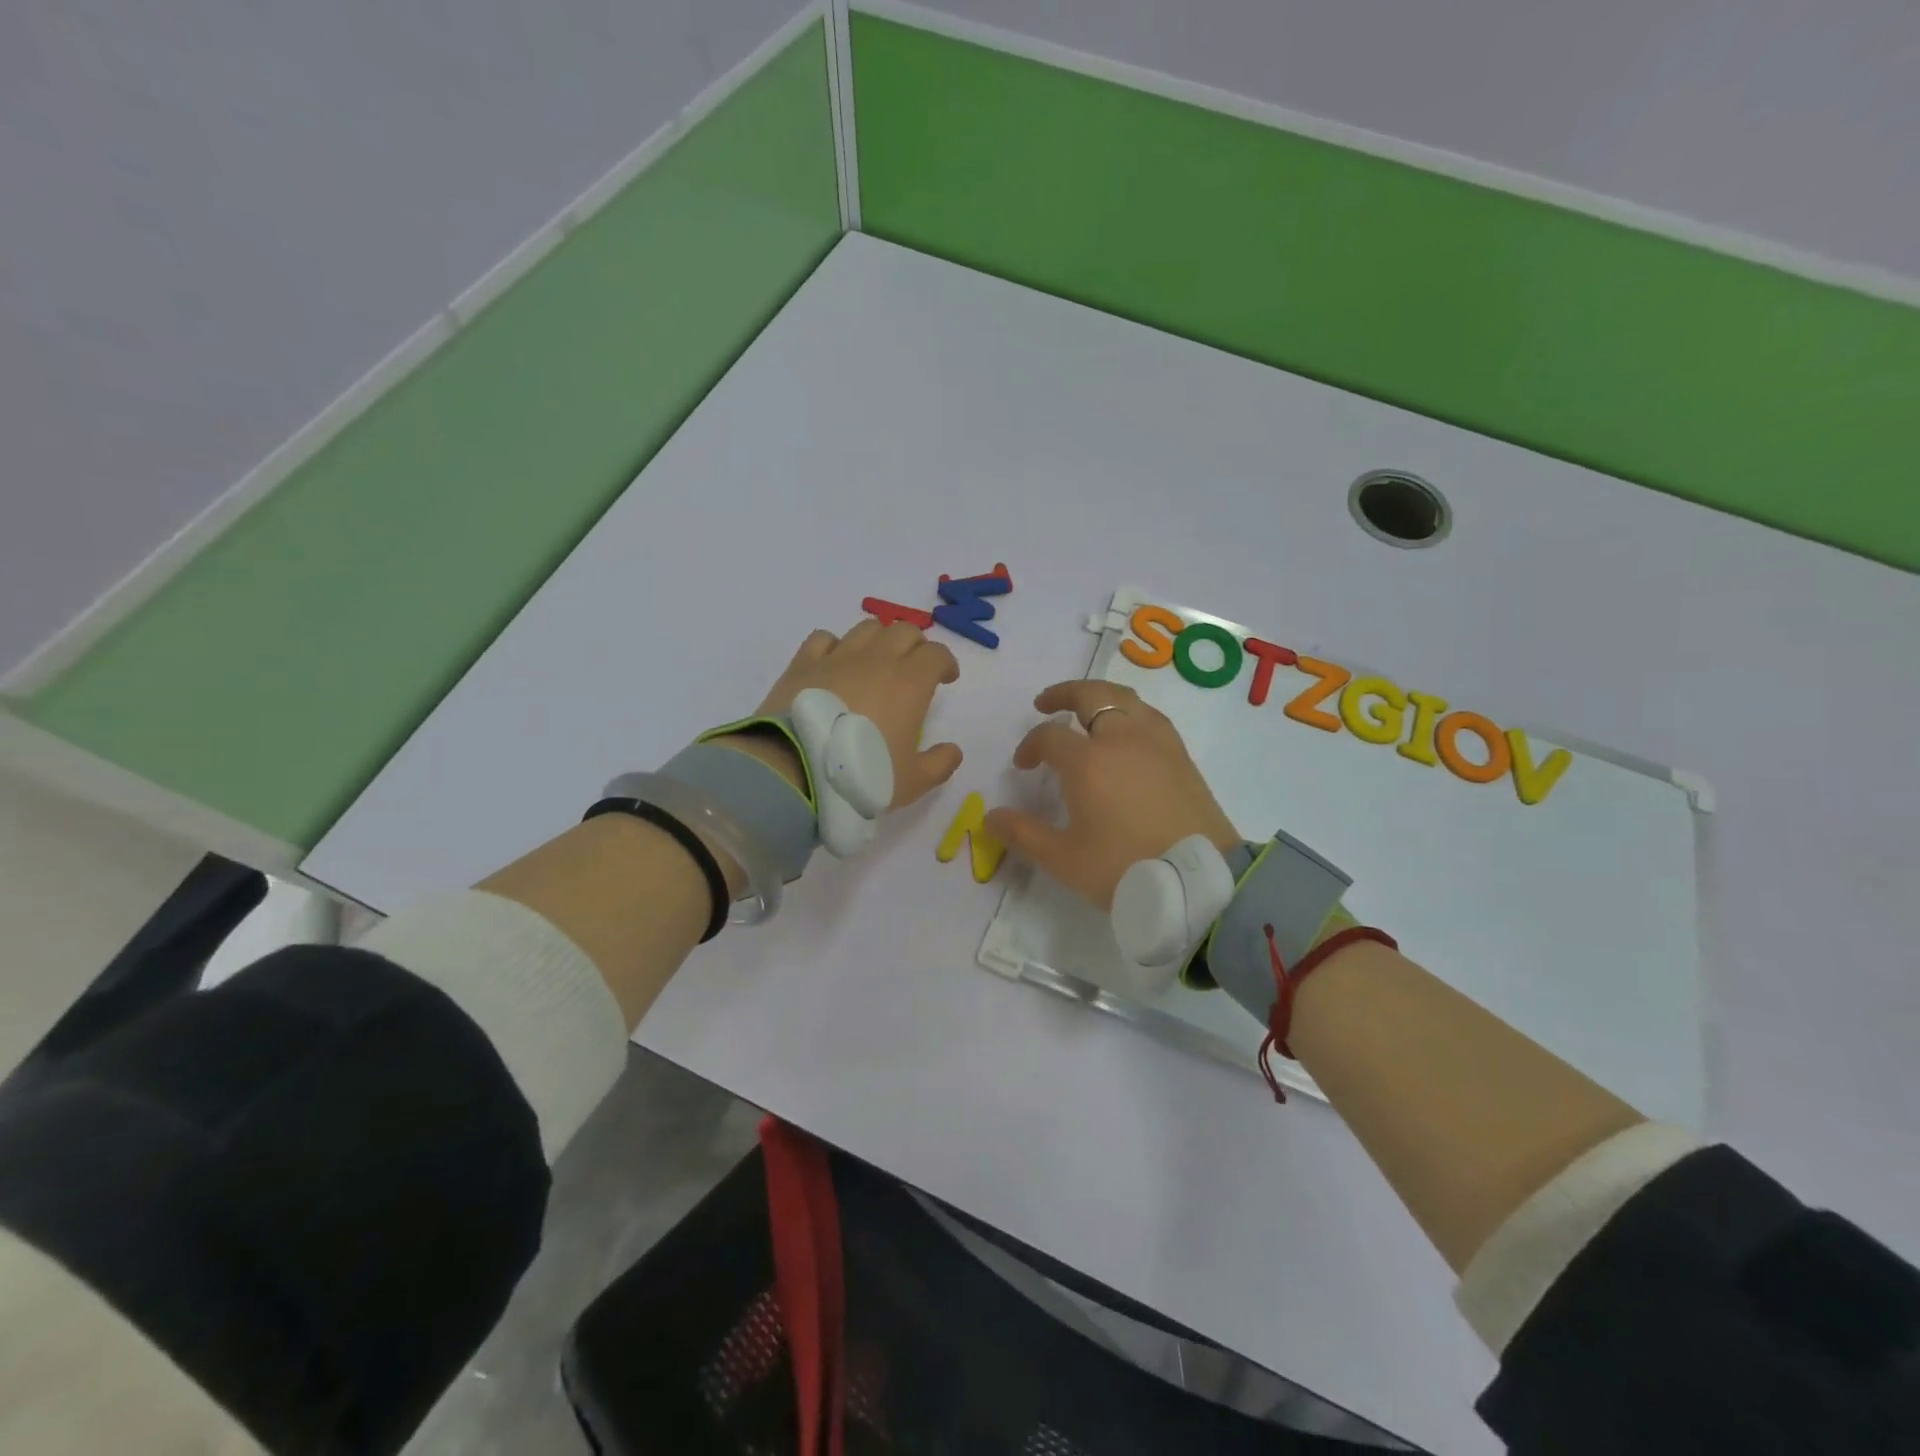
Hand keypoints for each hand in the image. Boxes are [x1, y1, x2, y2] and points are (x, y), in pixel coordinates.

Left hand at [740, 620, 964, 807]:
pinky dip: (836, 645)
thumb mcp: (911, 782)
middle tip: (914, 668)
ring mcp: (838, 657)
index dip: (946, 662)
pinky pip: (824, 638)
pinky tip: (835, 663)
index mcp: (910, 683)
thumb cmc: (862, 775)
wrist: (797, 770)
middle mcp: (877, 659)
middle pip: (904, 631)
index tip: (946, 678)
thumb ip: (939, 764)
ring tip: (876, 661)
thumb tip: (953, 751)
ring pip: (867, 628)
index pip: (936, 654)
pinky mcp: (804, 663)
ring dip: (880, 639)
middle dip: (916, 645)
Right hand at [986, 681, 1239, 909]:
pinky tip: (1127, 732)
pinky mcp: (1182, 755)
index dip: (1030, 746)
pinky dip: (1130, 712)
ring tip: (1087, 711)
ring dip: (1100, 697)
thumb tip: (990, 817)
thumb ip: (1023, 834)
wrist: (1198, 882)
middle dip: (1063, 694)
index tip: (1023, 766)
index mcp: (1088, 761)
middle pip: (1090, 695)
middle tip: (1045, 704)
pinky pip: (1150, 716)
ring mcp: (1157, 742)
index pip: (1049, 736)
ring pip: (1125, 698)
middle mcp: (1122, 739)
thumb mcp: (1063, 858)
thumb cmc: (1124, 869)